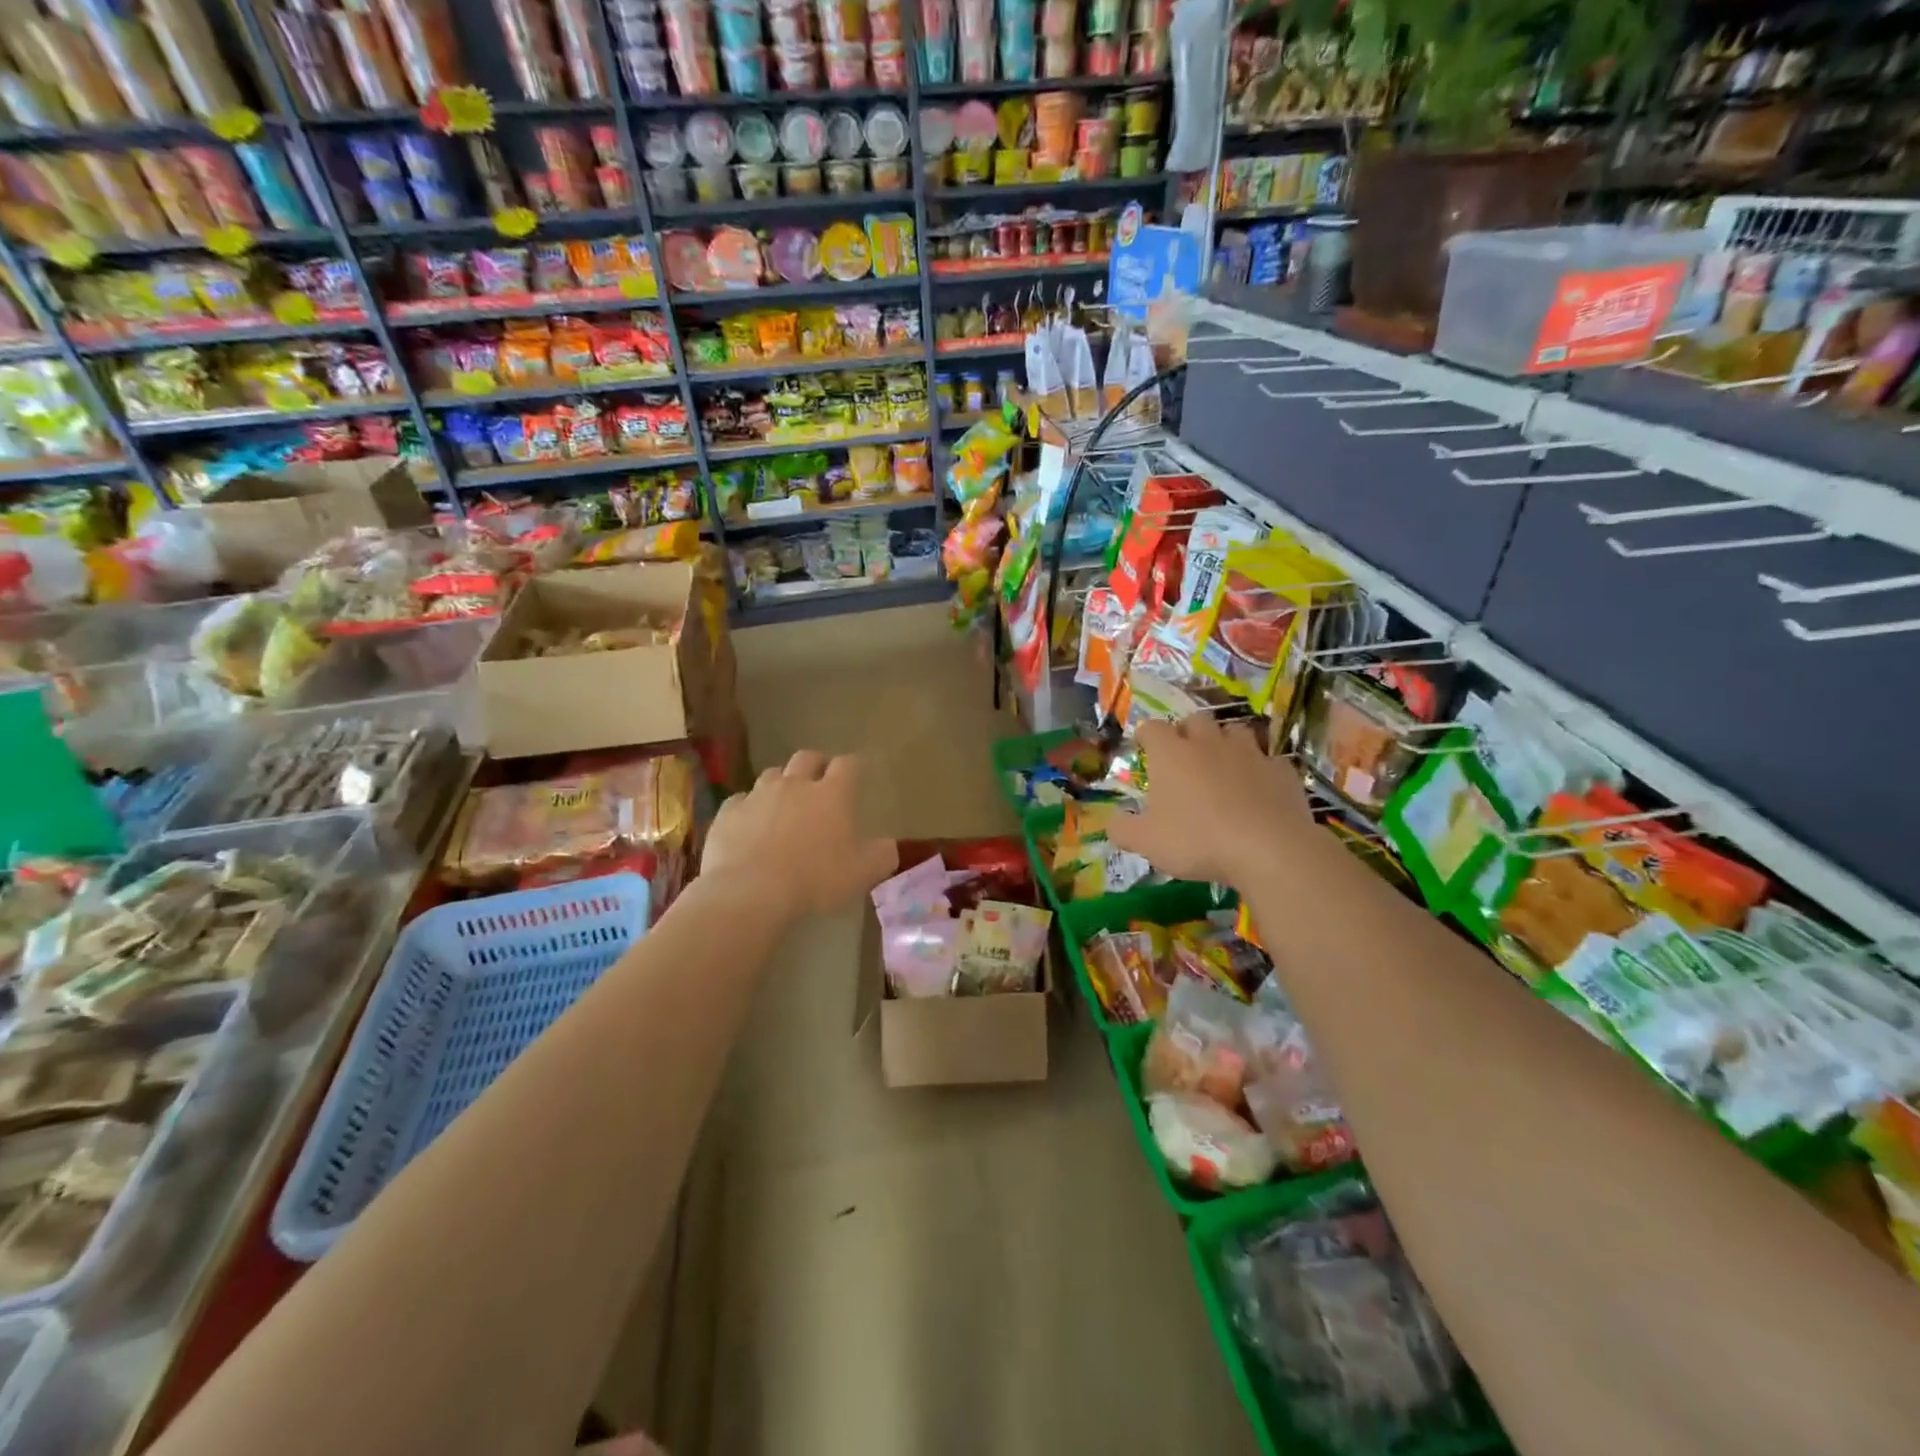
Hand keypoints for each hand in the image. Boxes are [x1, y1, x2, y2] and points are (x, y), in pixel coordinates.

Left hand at [702, 750, 897, 919]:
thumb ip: (881, 855)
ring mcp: (758, 795)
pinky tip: (750, 825)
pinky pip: (740, 801)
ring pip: (773, 775)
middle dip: (816, 765)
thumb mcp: (863, 874)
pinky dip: (749, 808)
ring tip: (784, 803)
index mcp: (832, 794)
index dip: (854, 766)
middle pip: (807, 758)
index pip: (848, 765)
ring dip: (782, 784)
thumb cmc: (815, 879)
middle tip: (821, 780)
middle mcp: (795, 785)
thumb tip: (887, 845)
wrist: (750, 892)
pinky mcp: (728, 813)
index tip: (857, 773)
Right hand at [1107, 714, 1319, 888]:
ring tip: (1223, 766)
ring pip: (1235, 731)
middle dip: (1188, 732)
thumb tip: (1112, 820)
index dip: (1146, 735)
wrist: (1269, 849)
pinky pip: (1269, 760)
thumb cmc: (1197, 841)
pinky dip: (1261, 769)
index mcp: (1171, 754)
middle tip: (1184, 756)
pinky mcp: (1282, 770)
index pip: (1151, 727)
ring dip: (1226, 743)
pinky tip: (1259, 788)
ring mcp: (1249, 753)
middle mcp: (1209, 743)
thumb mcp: (1146, 842)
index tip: (1144, 747)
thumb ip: (1122, 829)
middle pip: (1196, 719)